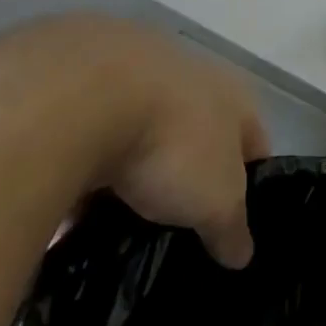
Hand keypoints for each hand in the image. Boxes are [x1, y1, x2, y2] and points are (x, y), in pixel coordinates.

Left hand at [92, 22, 268, 268]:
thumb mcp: (216, 202)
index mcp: (233, 95)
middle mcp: (189, 74)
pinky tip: (71, 198)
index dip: (249, 186)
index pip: (254, 144)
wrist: (82, 96)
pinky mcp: (80, 81)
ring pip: (140, 131)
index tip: (233, 226)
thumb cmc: (172, 143)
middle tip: (171, 225)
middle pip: (196, 135)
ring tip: (114, 218)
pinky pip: (90, 133)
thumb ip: (232, 227)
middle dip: (185, 176)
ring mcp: (133, 72)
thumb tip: (241, 254)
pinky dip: (84, 162)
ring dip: (131, 168)